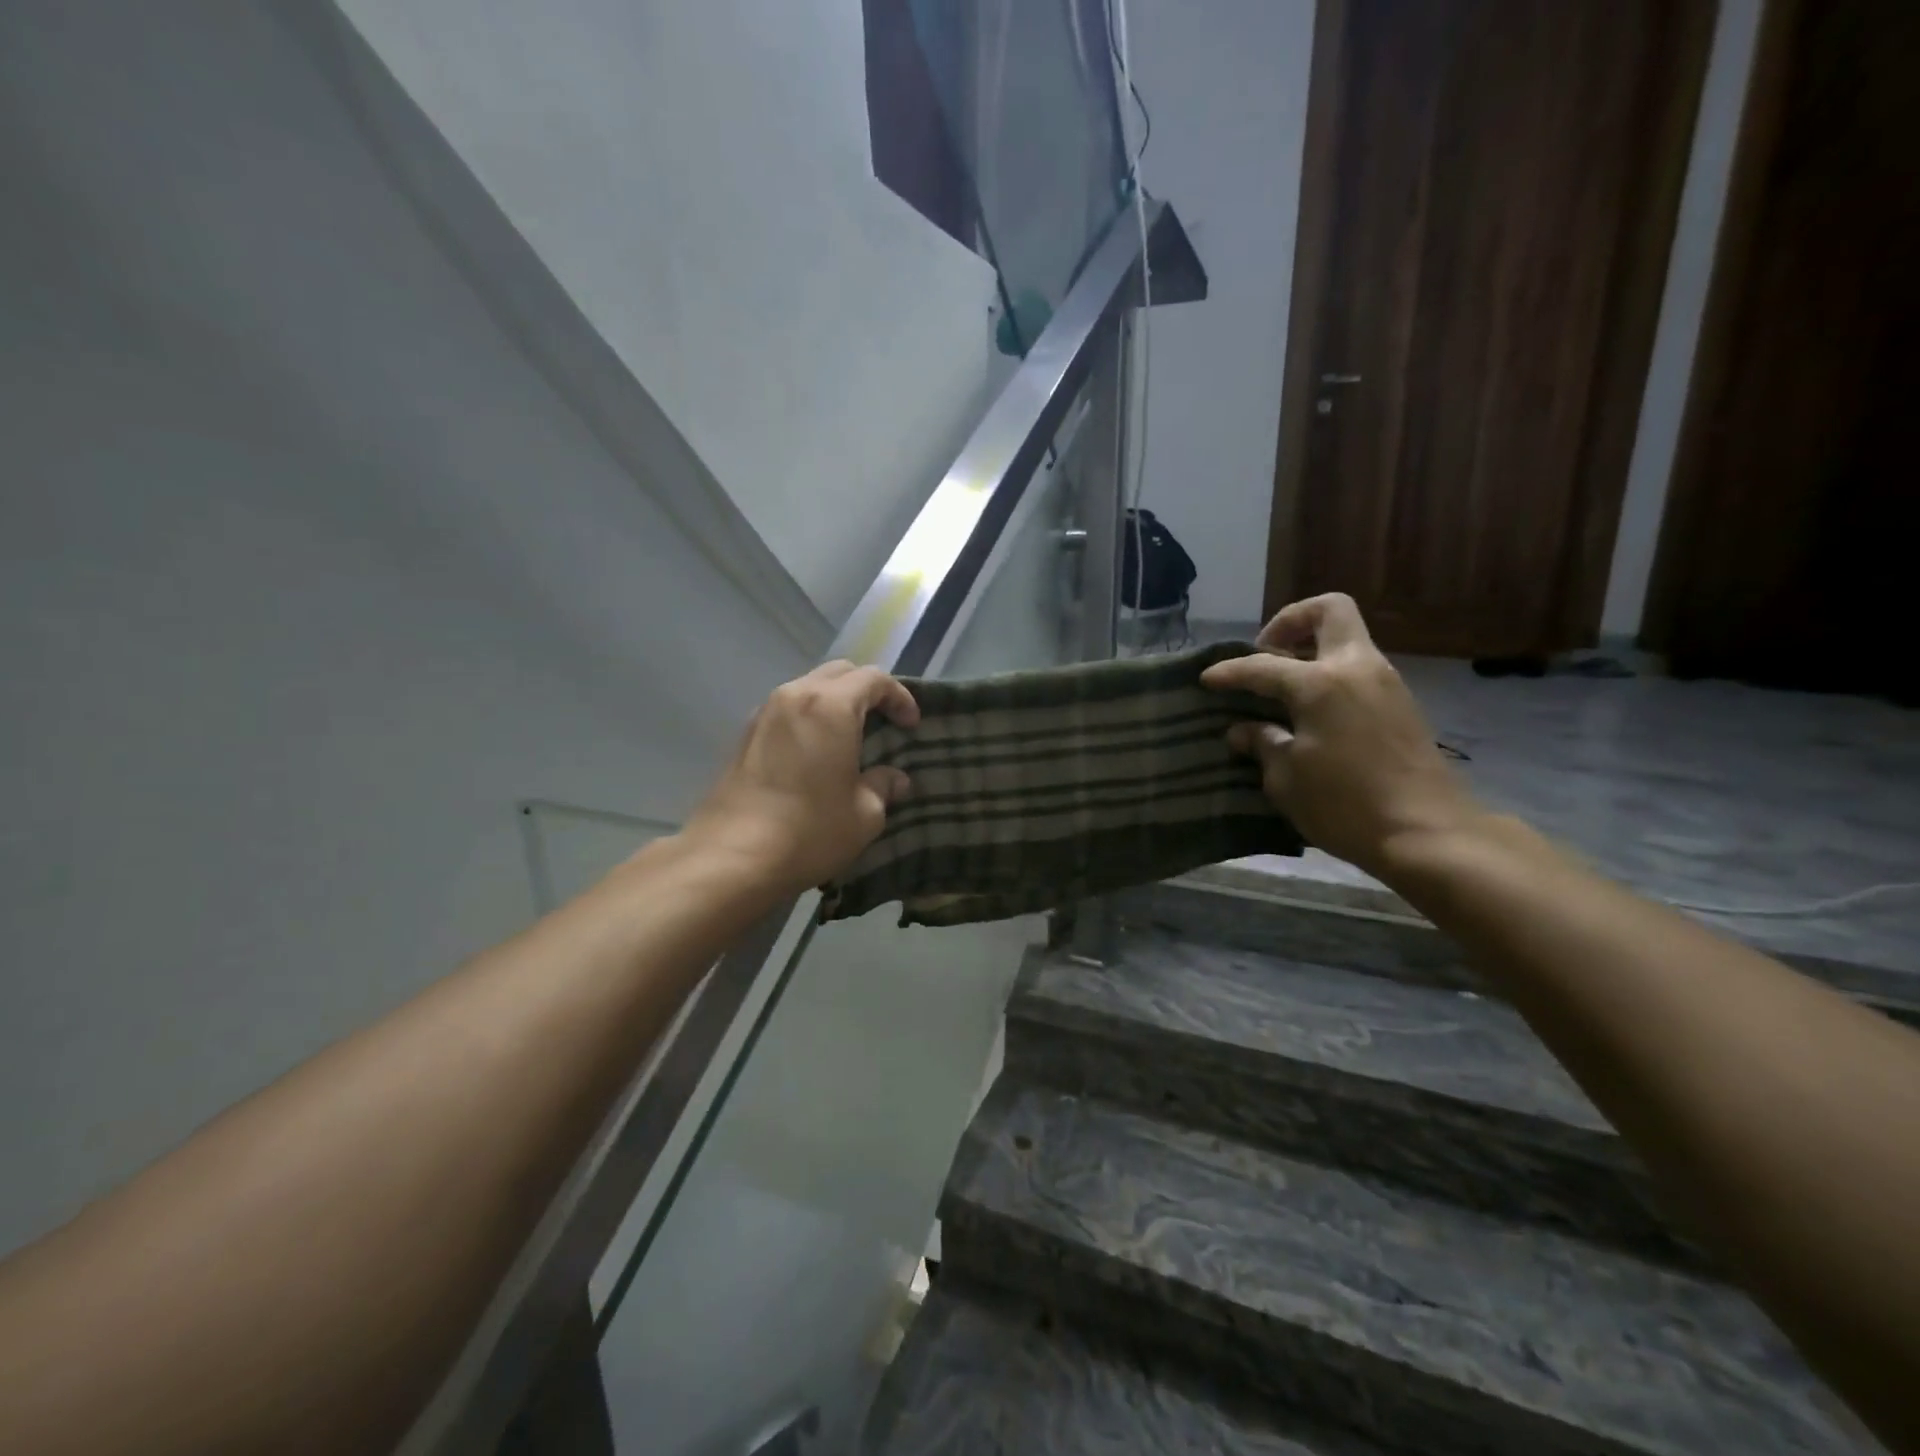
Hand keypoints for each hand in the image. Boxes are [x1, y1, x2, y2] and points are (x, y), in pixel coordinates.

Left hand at [680, 661, 918, 898]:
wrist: (731, 857)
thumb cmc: (809, 831)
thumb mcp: (863, 815)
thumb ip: (883, 787)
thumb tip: (894, 779)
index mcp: (831, 706)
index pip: (874, 679)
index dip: (899, 697)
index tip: (911, 725)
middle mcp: (795, 696)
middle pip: (840, 673)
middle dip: (867, 691)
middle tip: (885, 722)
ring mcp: (765, 713)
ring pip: (809, 687)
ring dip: (835, 702)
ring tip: (851, 736)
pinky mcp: (745, 735)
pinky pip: (787, 710)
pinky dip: (810, 717)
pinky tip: (816, 752)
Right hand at [1200, 594, 1477, 878]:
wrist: (1428, 834)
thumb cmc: (1345, 805)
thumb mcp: (1287, 779)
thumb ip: (1263, 744)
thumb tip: (1245, 730)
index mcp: (1321, 683)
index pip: (1263, 666)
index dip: (1230, 671)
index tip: (1206, 679)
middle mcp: (1356, 668)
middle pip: (1329, 610)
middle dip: (1291, 622)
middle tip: (1266, 654)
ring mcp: (1385, 683)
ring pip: (1346, 640)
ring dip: (1312, 651)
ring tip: (1282, 689)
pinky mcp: (1401, 705)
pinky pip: (1357, 669)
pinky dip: (1329, 676)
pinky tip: (1310, 712)